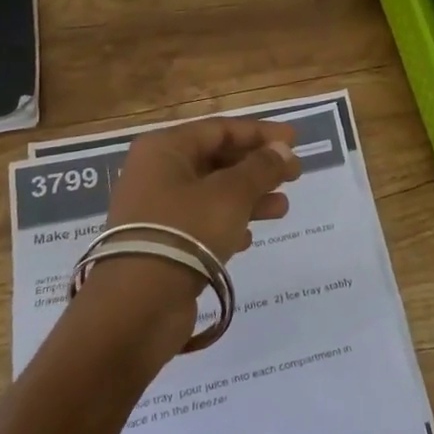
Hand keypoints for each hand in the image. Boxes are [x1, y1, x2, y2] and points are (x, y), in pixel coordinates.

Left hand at [77, 116, 302, 354]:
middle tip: (294, 176)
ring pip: (212, 193)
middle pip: (216, 160)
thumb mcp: (232, 194)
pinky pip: (201, 223)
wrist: (137, 305)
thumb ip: (261, 168)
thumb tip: (283, 150)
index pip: (220, 129)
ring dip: (249, 198)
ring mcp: (156, 210)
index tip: (295, 141)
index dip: (261, 133)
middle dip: (257, 168)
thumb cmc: (186, 231)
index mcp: (166, 149)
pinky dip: (228, 224)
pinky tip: (249, 238)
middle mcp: (156, 173)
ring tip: (282, 209)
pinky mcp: (161, 244)